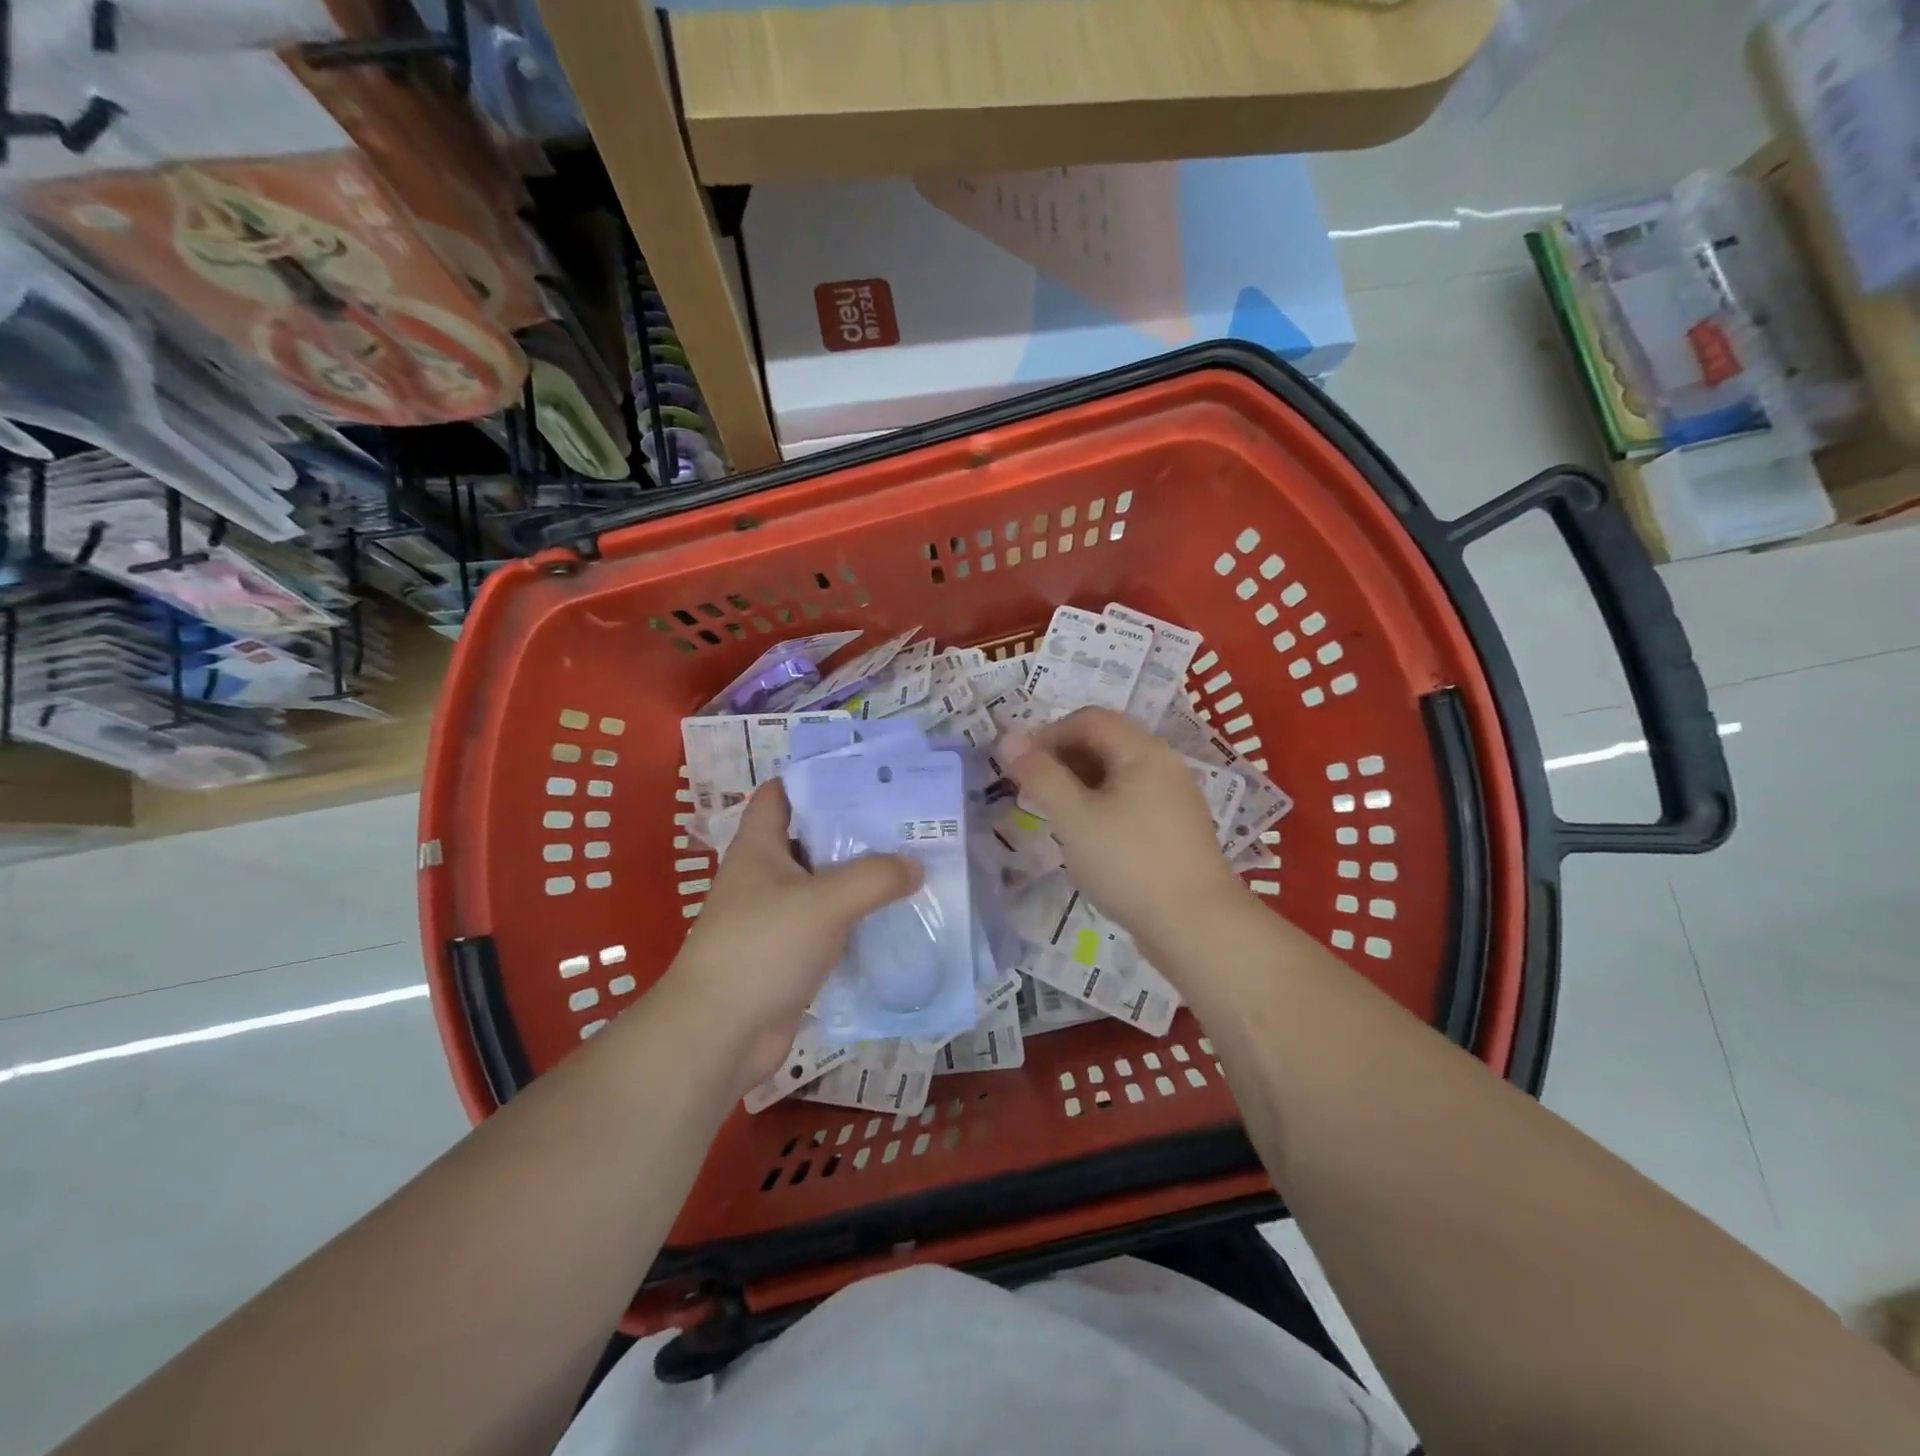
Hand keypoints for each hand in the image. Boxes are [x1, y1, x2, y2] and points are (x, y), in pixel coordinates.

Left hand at [660, 780, 920, 1093]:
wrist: (719, 1034)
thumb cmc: (763, 948)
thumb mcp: (824, 902)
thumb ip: (874, 877)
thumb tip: (915, 865)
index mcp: (759, 847)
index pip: (781, 794)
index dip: (816, 779)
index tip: (865, 776)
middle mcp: (766, 876)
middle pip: (812, 838)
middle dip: (854, 829)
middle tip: (906, 820)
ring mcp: (777, 917)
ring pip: (825, 885)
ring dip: (861, 878)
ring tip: (912, 864)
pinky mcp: (791, 955)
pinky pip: (831, 926)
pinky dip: (858, 920)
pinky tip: (896, 918)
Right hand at [1002, 708, 1247, 955]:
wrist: (1196, 927)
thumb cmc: (1129, 863)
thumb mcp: (1074, 817)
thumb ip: (1040, 775)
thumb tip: (1008, 738)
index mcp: (1143, 751)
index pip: (1089, 720)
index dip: (1048, 733)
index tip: (1018, 764)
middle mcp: (1164, 765)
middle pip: (1106, 743)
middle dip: (1062, 758)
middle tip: (1030, 789)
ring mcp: (1174, 798)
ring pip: (1118, 775)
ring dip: (1079, 784)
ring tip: (1053, 814)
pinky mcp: (1175, 830)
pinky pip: (1131, 801)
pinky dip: (1101, 806)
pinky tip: (1086, 837)